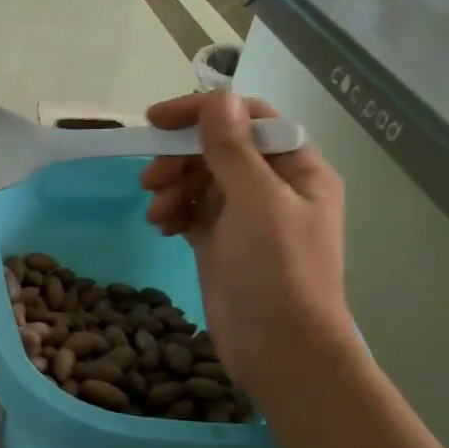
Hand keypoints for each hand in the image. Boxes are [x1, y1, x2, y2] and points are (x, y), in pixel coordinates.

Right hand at [140, 92, 352, 395]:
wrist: (279, 349)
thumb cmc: (277, 271)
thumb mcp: (256, 202)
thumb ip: (233, 149)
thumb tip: (219, 97)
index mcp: (297, 168)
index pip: (248, 119)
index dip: (204, 112)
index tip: (157, 120)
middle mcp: (273, 186)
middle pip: (218, 149)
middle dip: (181, 159)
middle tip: (151, 178)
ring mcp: (246, 217)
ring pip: (200, 180)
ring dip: (173, 187)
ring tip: (157, 212)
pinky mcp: (221, 242)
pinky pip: (192, 211)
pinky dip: (174, 212)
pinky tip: (161, 227)